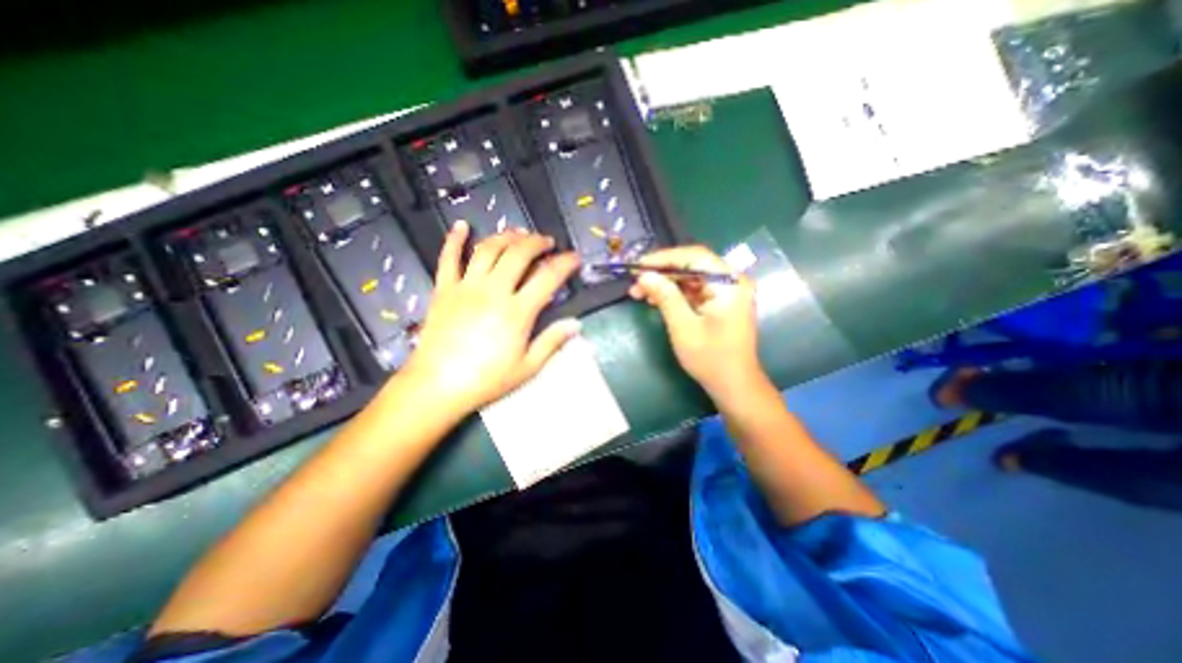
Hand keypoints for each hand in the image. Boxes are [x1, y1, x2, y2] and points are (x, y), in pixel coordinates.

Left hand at [397, 223, 579, 418]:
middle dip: (537, 242)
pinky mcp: (444, 289)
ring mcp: (466, 287)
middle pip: (518, 254)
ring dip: (506, 236)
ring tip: (518, 233)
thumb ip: (552, 342)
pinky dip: (454, 239)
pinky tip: (462, 225)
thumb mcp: (527, 367)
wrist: (437, 385)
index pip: (548, 277)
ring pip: (488, 249)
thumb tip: (576, 324)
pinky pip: (448, 258)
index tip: (575, 258)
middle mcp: (493, 291)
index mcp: (517, 311)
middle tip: (547, 241)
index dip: (565, 263)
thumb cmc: (486, 379)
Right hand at [626, 246, 767, 399]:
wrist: (734, 385)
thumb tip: (645, 276)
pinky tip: (656, 300)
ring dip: (666, 284)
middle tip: (635, 283)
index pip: (694, 257)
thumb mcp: (683, 326)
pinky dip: (675, 294)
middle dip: (662, 273)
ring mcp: (728, 291)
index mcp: (729, 283)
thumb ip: (665, 297)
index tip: (638, 266)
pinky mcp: (721, 302)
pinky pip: (695, 290)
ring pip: (691, 278)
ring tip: (640, 293)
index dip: (664, 258)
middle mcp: (732, 281)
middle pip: (692, 266)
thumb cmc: (710, 358)